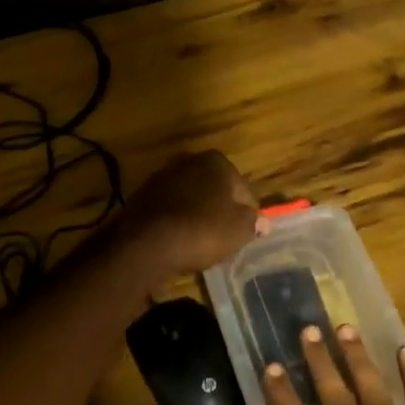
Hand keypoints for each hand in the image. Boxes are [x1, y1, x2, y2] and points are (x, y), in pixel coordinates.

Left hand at [120, 151, 260, 277]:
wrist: (145, 243)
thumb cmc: (202, 230)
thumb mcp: (239, 230)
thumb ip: (254, 222)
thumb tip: (263, 222)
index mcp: (217, 162)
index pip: (243, 190)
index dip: (248, 214)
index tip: (246, 234)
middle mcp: (188, 161)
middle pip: (214, 190)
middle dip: (219, 210)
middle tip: (224, 238)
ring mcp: (161, 177)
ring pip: (190, 198)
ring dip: (196, 215)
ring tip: (200, 243)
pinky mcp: (141, 196)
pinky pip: (168, 210)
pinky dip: (175, 222)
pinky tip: (177, 242)